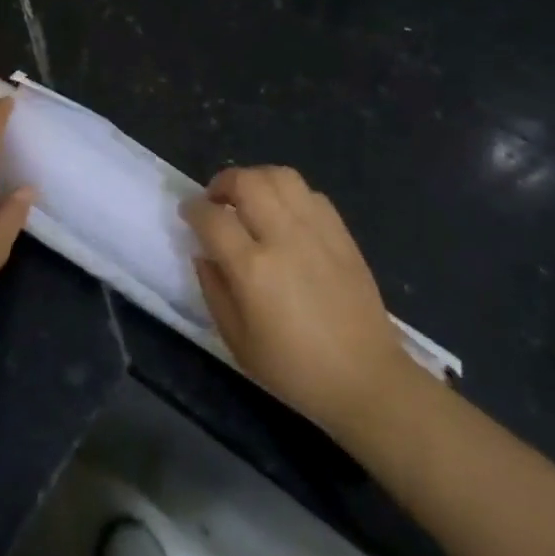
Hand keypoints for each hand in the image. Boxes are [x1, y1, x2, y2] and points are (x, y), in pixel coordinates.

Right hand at [181, 166, 409, 435]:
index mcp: (253, 269)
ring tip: (249, 199)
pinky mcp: (342, 234)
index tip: (188, 213)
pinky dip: (289, 194)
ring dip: (256, 179)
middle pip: (247, 181)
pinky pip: (310, 193)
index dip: (193, 209)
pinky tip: (284, 214)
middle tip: (216, 200)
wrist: (366, 380)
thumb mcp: (237, 341)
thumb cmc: (294, 369)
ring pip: (280, 176)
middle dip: (223, 182)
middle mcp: (284, 238)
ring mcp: (317, 231)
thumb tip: (204, 253)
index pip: (212, 217)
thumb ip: (213, 289)